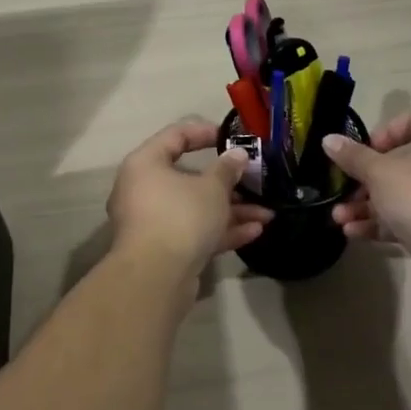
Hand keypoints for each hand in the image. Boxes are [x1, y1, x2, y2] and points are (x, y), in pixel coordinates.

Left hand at [108, 120, 273, 277]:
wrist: (155, 277)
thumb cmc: (181, 216)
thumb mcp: (212, 188)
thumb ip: (227, 169)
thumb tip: (237, 155)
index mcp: (146, 164)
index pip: (175, 136)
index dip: (205, 132)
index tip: (232, 138)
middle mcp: (143, 190)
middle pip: (189, 178)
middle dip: (228, 183)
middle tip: (255, 182)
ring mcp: (152, 222)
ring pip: (195, 209)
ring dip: (231, 211)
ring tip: (267, 214)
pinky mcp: (163, 250)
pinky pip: (193, 232)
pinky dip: (221, 231)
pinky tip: (254, 232)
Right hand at [324, 109, 410, 286]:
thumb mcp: (378, 171)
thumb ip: (352, 156)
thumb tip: (328, 139)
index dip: (384, 132)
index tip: (363, 152)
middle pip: (404, 162)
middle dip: (366, 180)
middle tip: (345, 190)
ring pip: (403, 194)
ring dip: (367, 205)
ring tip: (338, 218)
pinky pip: (410, 217)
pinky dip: (383, 222)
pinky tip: (353, 232)